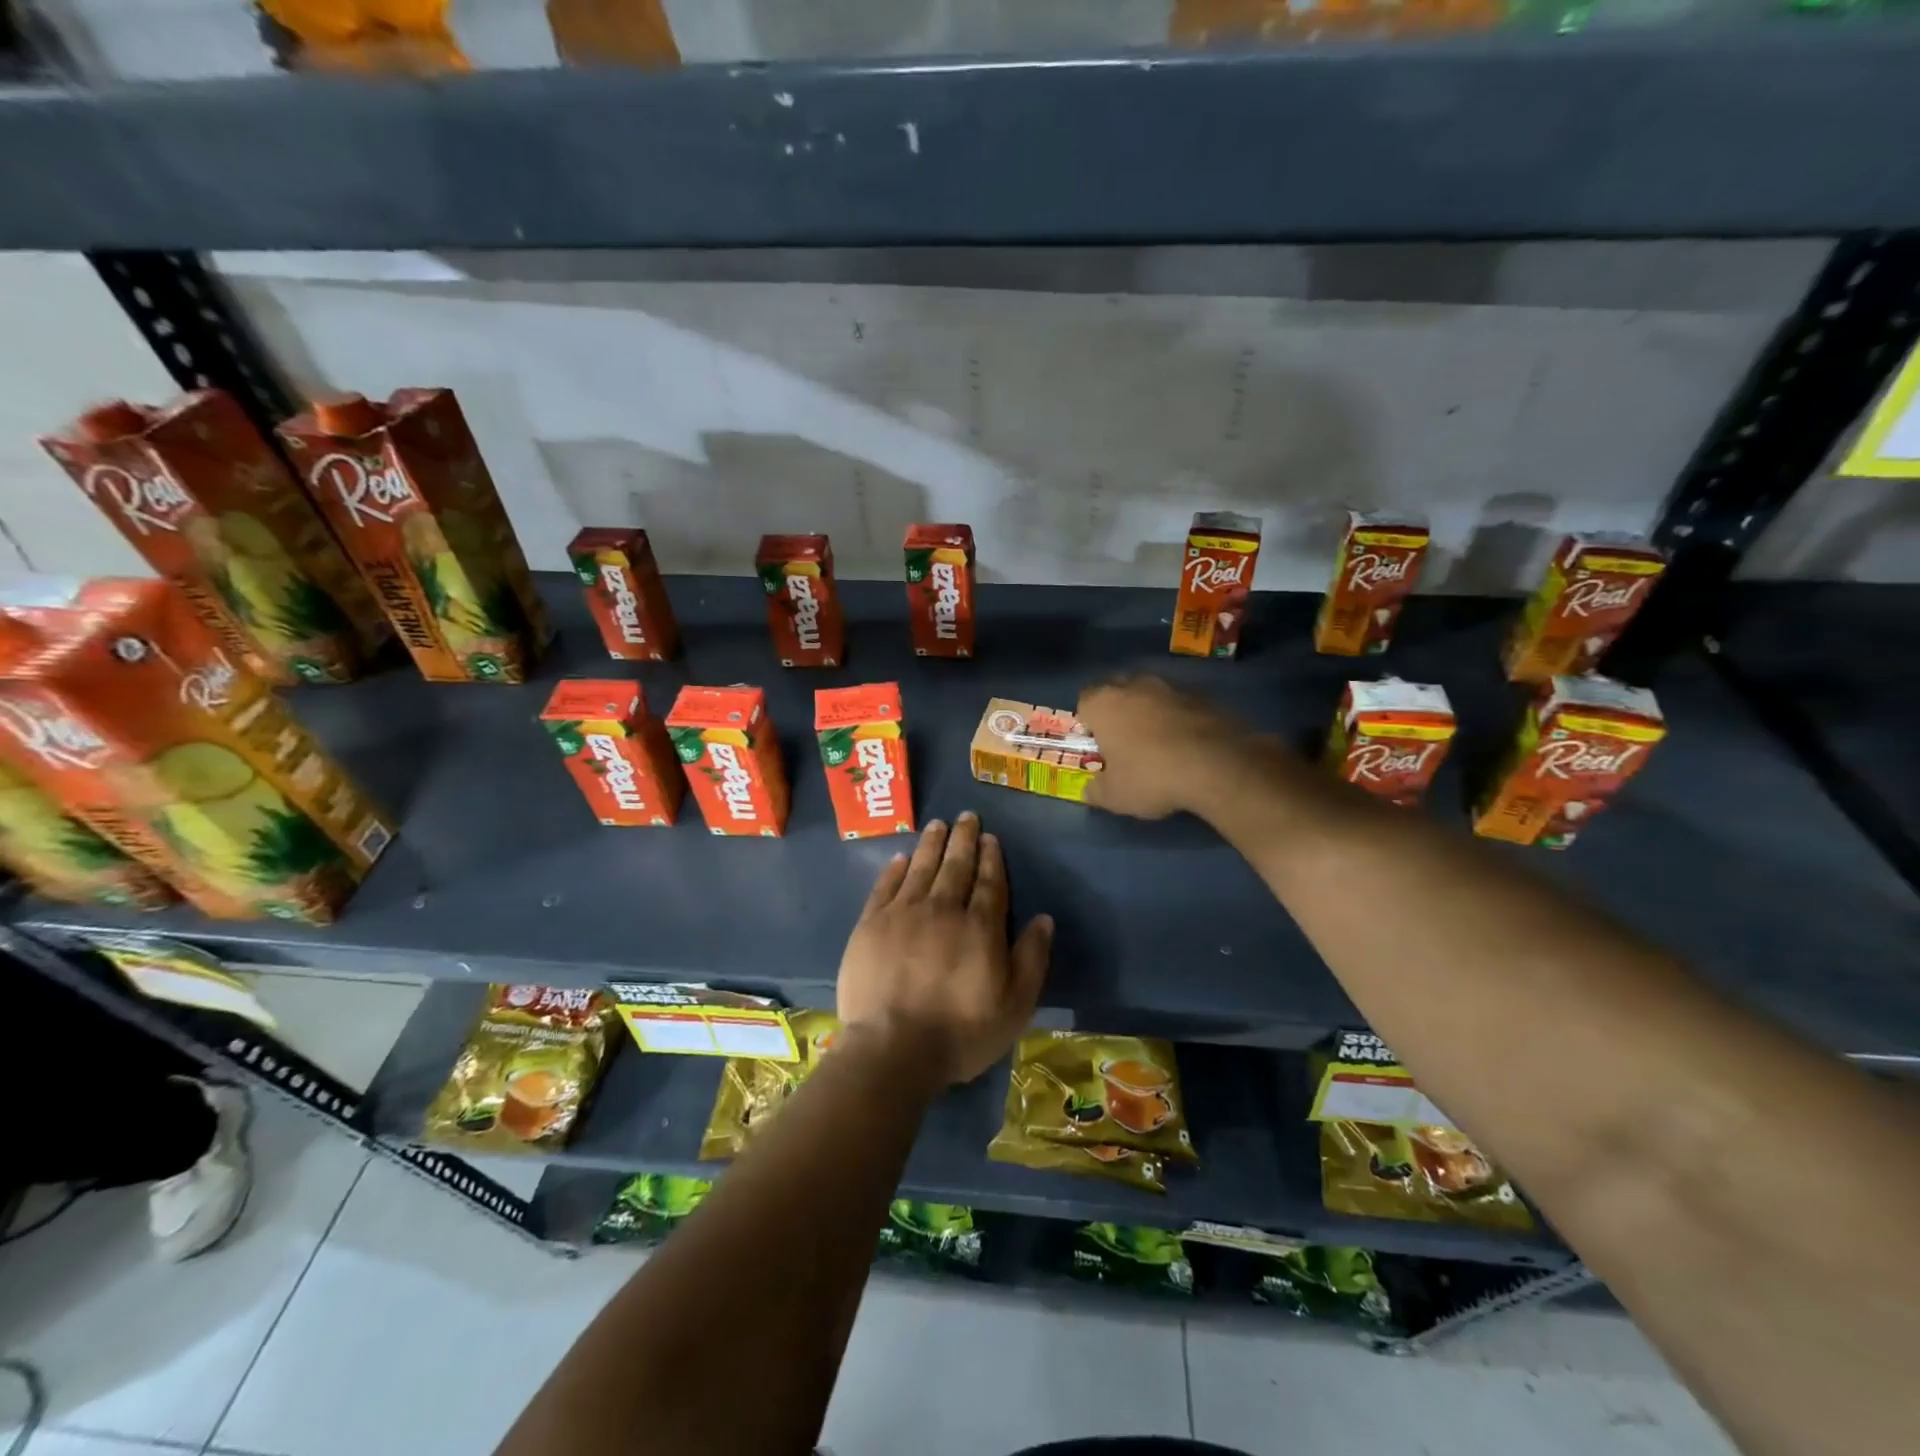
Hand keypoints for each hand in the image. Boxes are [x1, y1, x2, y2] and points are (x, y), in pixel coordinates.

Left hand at [837, 813, 1052, 1087]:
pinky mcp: (871, 925)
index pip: (989, 883)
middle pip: (955, 866)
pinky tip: (901, 858)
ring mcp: (903, 914)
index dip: (991, 858)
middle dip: (963, 839)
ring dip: (931, 844)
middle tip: (966, 816)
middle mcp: (942, 909)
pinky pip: (885, 887)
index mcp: (979, 927)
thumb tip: (1043, 919)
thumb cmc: (960, 1032)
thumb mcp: (1015, 1006)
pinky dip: (895, 869)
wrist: (892, 1049)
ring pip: (921, 868)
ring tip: (938, 824)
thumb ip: (1031, 959)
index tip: (990, 837)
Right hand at [1077, 675, 1253, 819]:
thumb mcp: (1114, 796)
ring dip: (1151, 714)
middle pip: (1118, 692)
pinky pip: (1181, 707)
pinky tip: (1188, 747)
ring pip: (1152, 697)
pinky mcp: (1204, 697)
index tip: (1098, 746)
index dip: (1089, 723)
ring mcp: (1172, 688)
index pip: (1084, 702)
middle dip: (1119, 712)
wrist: (1217, 766)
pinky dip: (1180, 720)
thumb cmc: (1151, 777)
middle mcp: (1135, 686)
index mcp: (1104, 703)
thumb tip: (1091, 790)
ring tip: (1160, 746)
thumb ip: (1095, 791)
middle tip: (1125, 744)